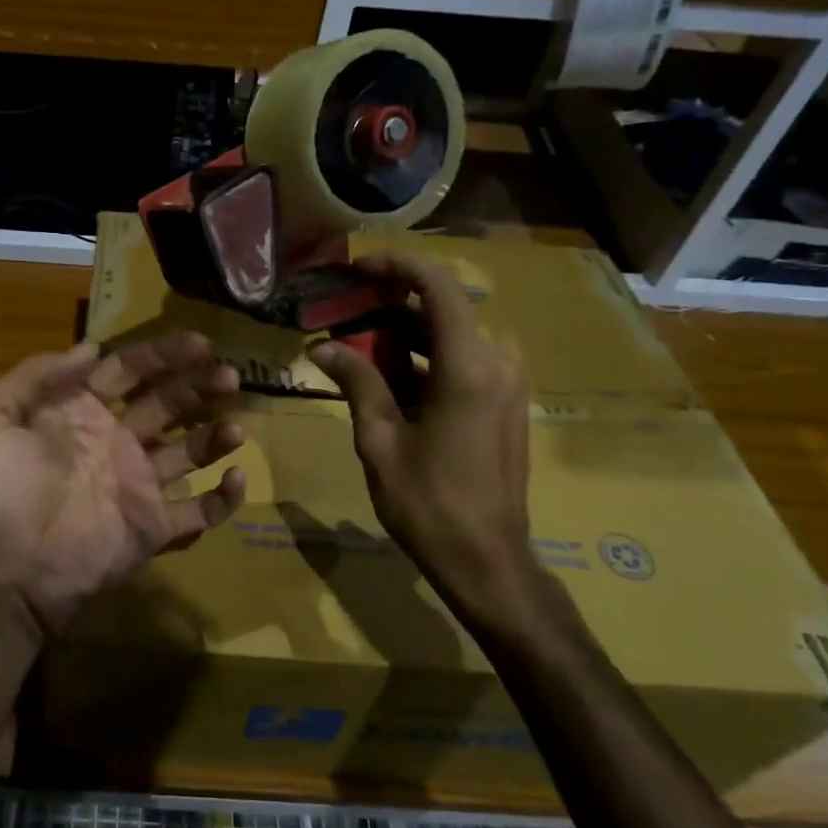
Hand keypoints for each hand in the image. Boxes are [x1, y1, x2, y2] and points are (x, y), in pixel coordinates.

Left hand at [0, 332, 247, 633]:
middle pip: (168, 403)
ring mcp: (139, 484)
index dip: (163, 354)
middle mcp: (117, 441)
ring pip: (190, 451)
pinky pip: (198, 510)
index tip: (200, 342)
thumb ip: (35, 375)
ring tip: (236, 427)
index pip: (130, 371)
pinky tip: (237, 478)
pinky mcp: (154, 526)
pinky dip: (224, 498)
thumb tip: (91, 348)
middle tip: (231, 374)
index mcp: (83, 412)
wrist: (7, 571)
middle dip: (199, 385)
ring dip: (216, 435)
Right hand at [308, 251, 558, 637]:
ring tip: (354, 344)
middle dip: (389, 304)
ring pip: (450, 335)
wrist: (487, 561)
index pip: (436, 286)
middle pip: (442, 308)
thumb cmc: (428, 502)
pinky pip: (461, 361)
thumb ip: (356, 381)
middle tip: (341, 312)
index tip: (355, 268)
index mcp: (468, 366)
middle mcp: (496, 362)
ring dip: (404, 333)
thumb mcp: (380, 439)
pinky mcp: (504, 403)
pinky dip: (423, 358)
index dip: (395, 266)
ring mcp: (506, 383)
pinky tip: (385, 376)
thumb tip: (321, 346)